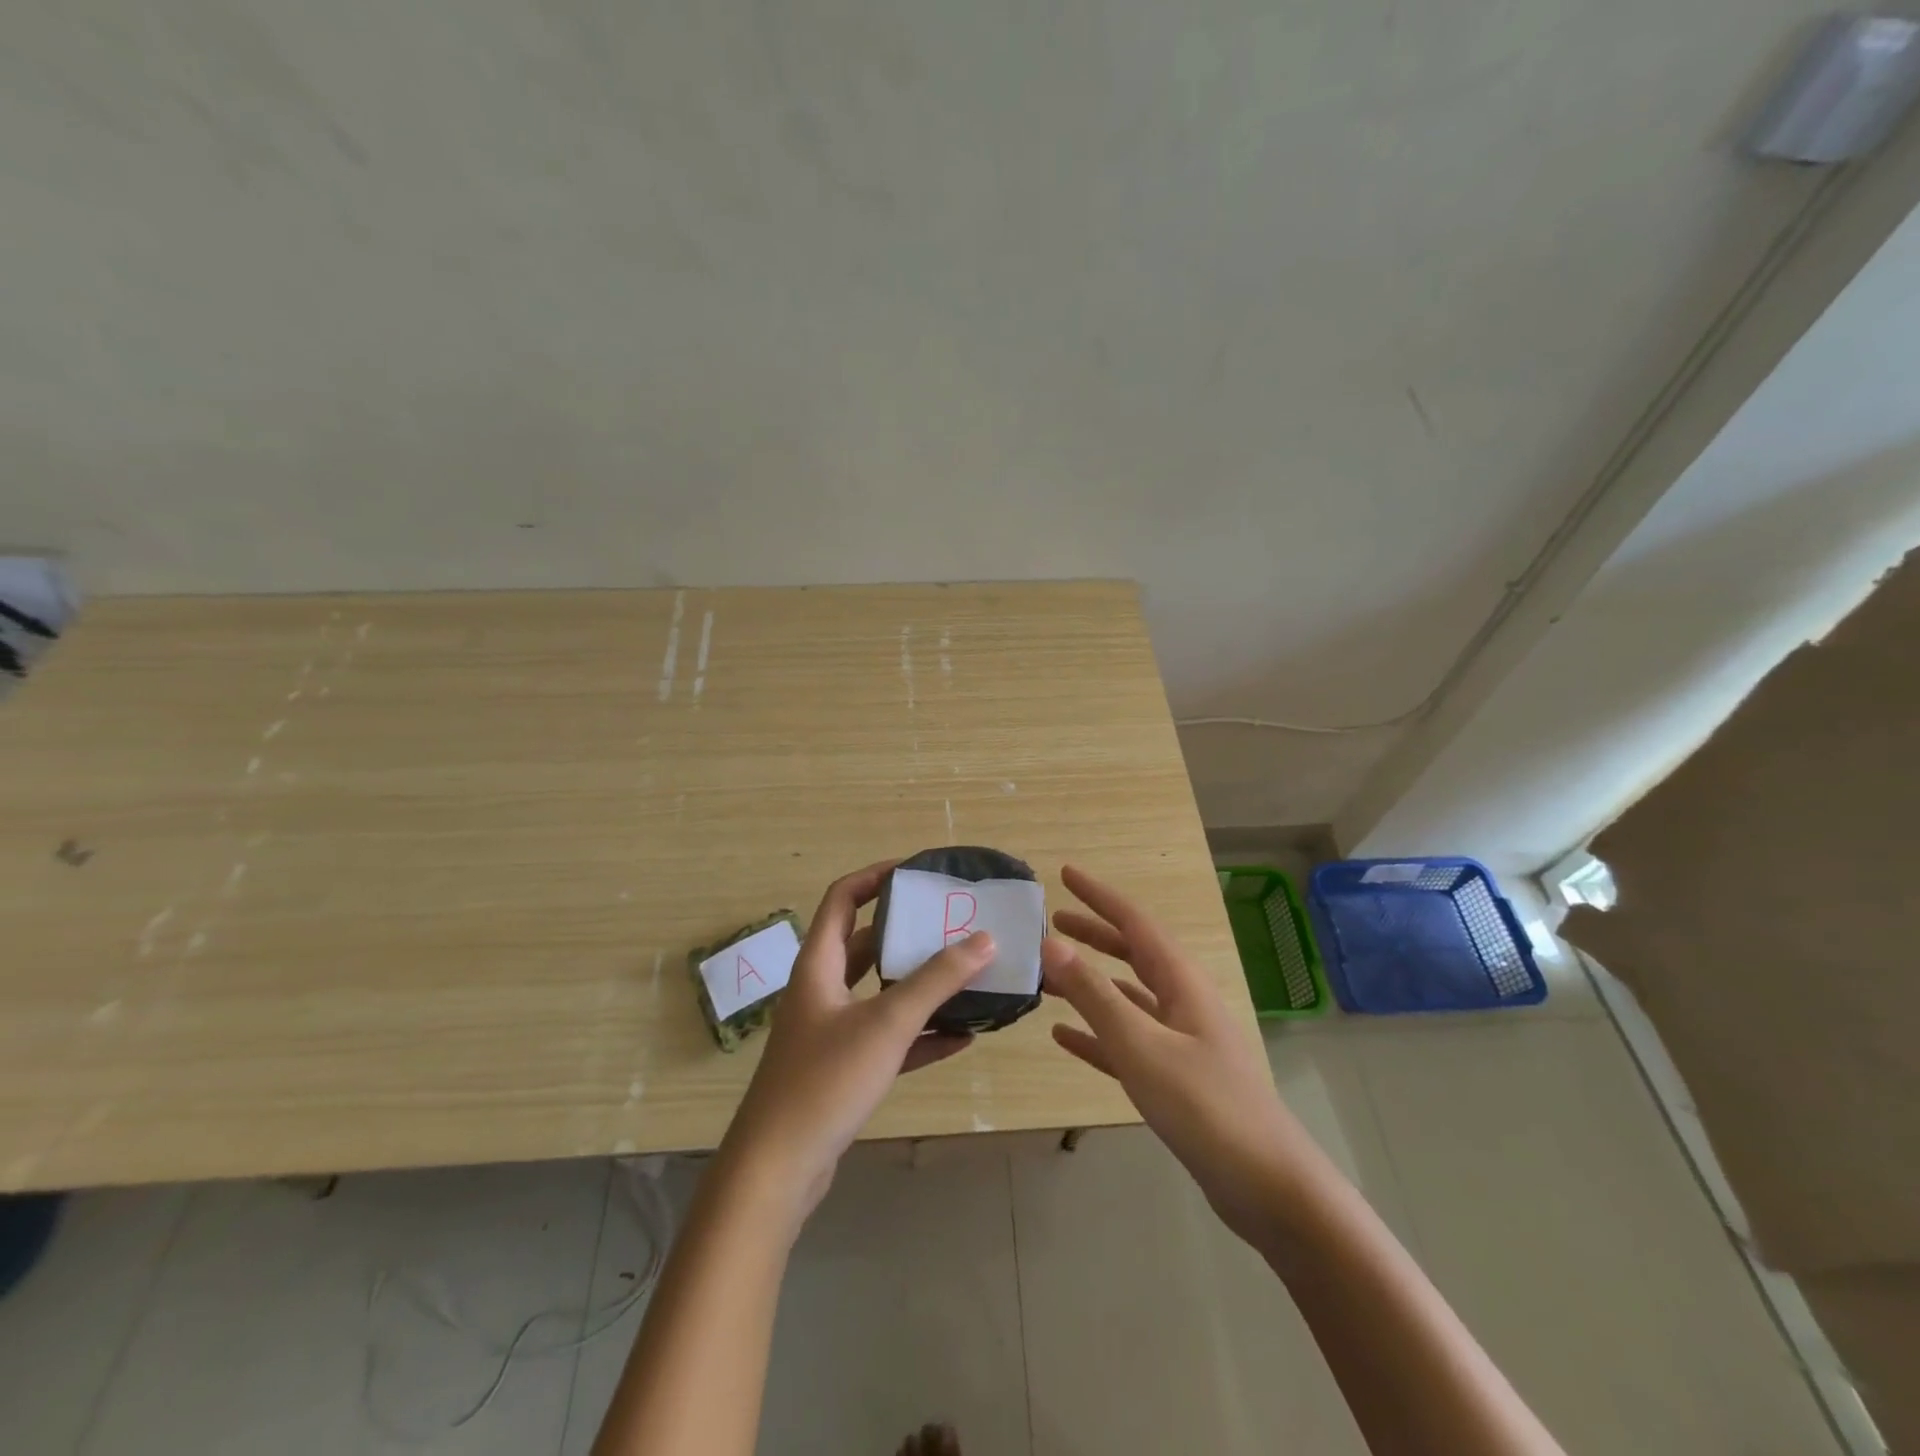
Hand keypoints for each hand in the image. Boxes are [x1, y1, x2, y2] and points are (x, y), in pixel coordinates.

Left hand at [718, 860, 994, 1234]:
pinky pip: (888, 1038)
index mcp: (819, 964)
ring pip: (881, 993)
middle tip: (953, 923)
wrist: (776, 1171)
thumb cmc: (825, 1080)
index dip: (876, 877)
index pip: (843, 898)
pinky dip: (921, 1033)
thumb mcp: (887, 1023)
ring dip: (920, 985)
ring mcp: (832, 1031)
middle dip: (909, 932)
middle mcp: (822, 990)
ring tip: (967, 973)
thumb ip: (937, 980)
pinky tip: (963, 1036)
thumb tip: (985, 939)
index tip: (918, 871)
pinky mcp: (843, 1069)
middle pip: (867, 944)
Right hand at [1042, 864, 1330, 1251]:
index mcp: (1181, 981)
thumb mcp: (1141, 1045)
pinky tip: (1064, 1037)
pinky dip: (1096, 1031)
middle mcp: (1183, 1001)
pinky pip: (1128, 1040)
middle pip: (1132, 953)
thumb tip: (1050, 942)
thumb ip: (1094, 994)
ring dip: (1090, 982)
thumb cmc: (1205, 1105)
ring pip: (1127, 996)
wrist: (1268, 1187)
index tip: (1064, 873)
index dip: (1099, 896)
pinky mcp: (1176, 1077)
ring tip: (1049, 977)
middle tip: (1052, 922)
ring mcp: (1181, 1040)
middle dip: (1093, 934)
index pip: (1134, 922)